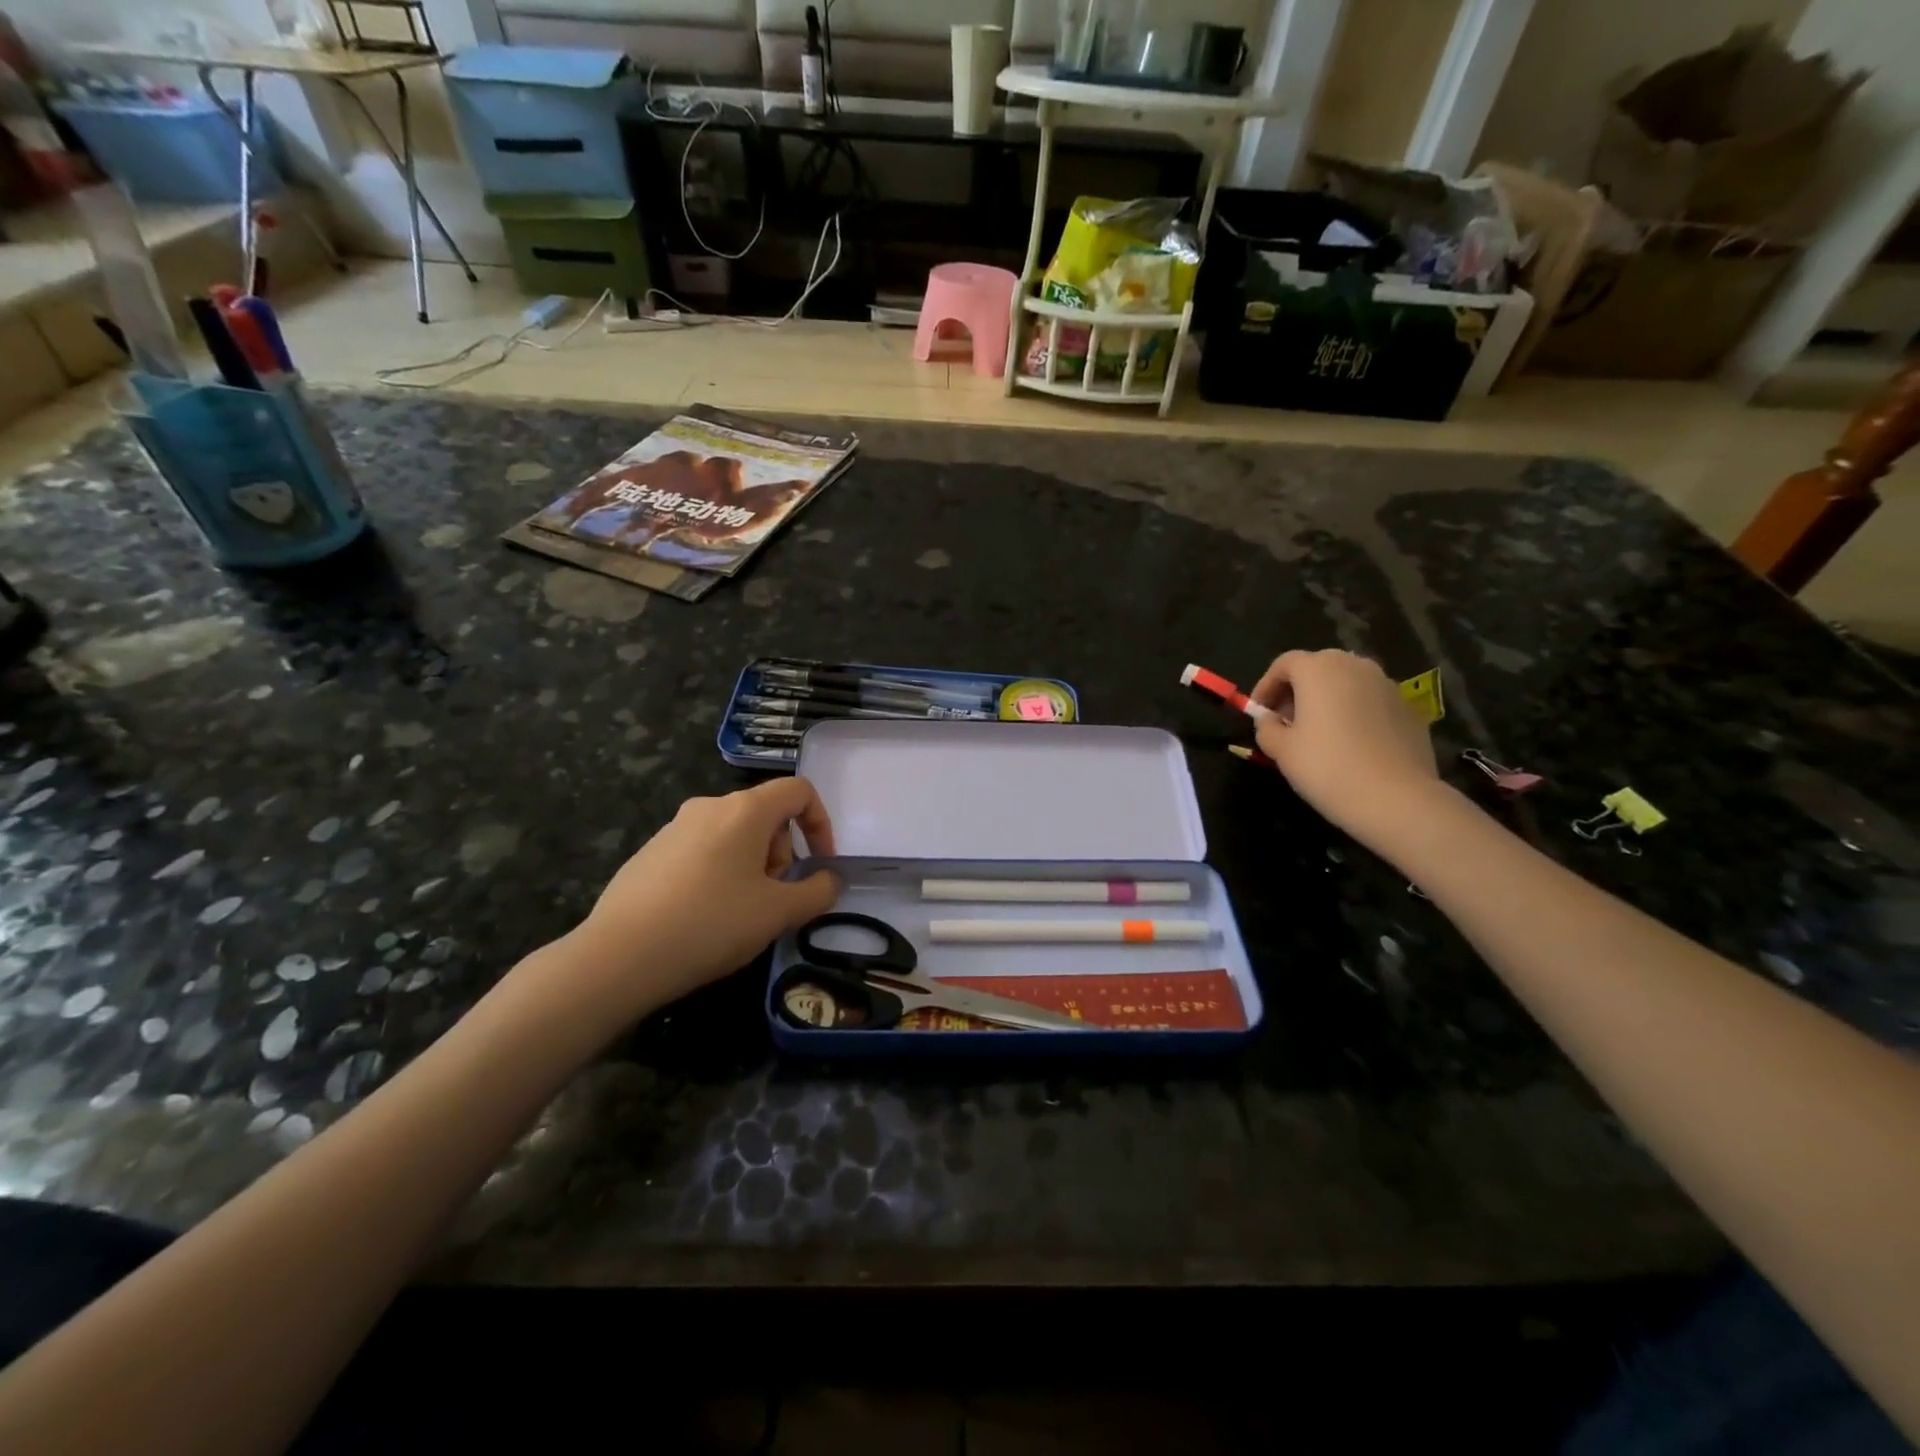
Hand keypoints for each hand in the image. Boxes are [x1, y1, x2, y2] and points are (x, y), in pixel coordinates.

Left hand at [558, 778, 840, 1019]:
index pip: (799, 791)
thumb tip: (828, 880)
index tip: (819, 865)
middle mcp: (710, 807)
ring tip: (740, 913)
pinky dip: (719, 873)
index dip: (821, 823)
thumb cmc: (711, 923)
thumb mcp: (778, 913)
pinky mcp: (651, 852)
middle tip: (775, 899)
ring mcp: (675, 827)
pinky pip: (702, 851)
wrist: (619, 956)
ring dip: (752, 866)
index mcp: (745, 810)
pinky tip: (704, 917)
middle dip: (782, 853)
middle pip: (766, 815)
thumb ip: (817, 892)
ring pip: (734, 835)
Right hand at [1251, 650, 1440, 844]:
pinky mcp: (1409, 708)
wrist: (1396, 798)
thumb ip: (1267, 727)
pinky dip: (1355, 714)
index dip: (1266, 685)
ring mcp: (1387, 685)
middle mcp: (1355, 666)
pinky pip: (1371, 702)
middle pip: (1318, 667)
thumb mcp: (1281, 750)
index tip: (1258, 712)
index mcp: (1319, 669)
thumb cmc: (1326, 767)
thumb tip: (1270, 720)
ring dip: (1328, 700)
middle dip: (1298, 690)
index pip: (1285, 663)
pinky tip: (1351, 745)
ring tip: (1318, 734)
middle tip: (1286, 721)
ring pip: (1348, 683)